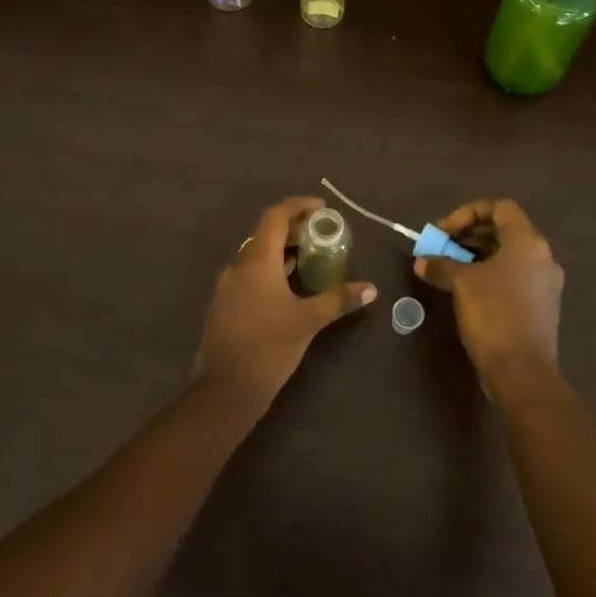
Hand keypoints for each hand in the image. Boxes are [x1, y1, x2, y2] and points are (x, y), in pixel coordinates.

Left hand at [194, 195, 375, 408]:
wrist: (225, 390)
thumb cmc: (268, 347)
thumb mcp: (308, 321)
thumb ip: (339, 300)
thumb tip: (371, 288)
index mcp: (256, 261)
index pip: (274, 217)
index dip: (298, 206)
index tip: (322, 208)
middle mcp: (239, 266)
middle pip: (266, 234)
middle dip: (294, 229)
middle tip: (323, 234)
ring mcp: (228, 286)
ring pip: (258, 255)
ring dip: (283, 251)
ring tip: (313, 258)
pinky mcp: (226, 305)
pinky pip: (251, 274)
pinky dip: (272, 269)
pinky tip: (291, 287)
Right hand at [415, 199, 563, 394]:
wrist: (522, 372)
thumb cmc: (493, 315)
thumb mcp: (461, 284)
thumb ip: (441, 265)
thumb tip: (422, 261)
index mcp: (528, 242)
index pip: (500, 208)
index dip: (468, 213)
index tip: (444, 231)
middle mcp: (542, 257)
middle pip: (504, 230)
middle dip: (470, 235)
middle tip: (443, 247)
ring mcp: (545, 283)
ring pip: (509, 255)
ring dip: (478, 255)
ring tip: (450, 267)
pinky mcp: (542, 306)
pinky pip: (514, 276)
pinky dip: (490, 274)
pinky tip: (467, 290)